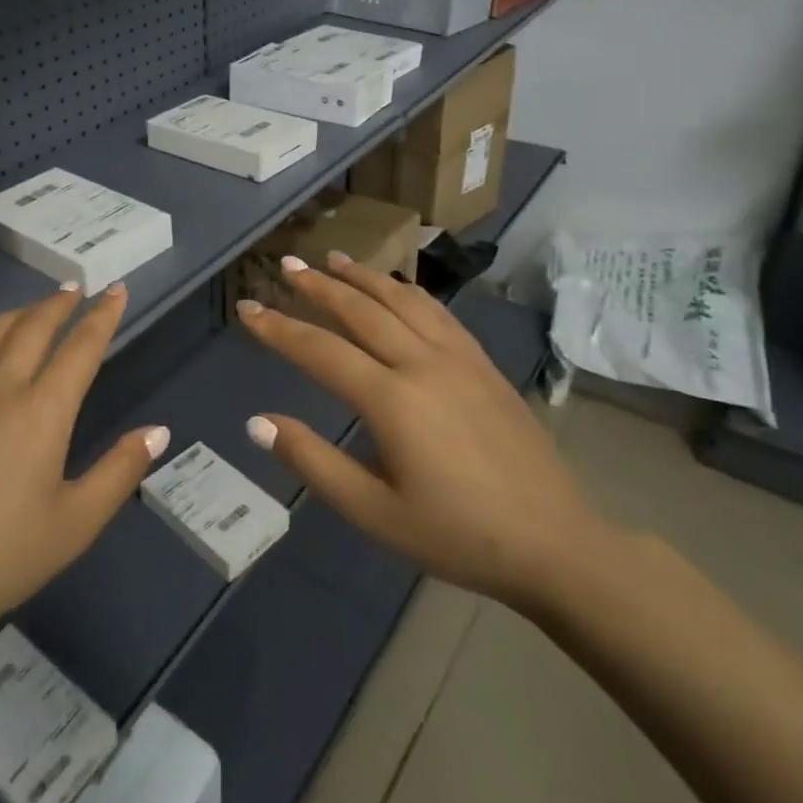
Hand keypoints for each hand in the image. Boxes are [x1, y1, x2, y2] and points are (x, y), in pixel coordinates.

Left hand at [0, 282, 169, 655]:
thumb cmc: (0, 559)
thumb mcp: (75, 524)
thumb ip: (120, 471)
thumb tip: (159, 431)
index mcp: (42, 412)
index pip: (81, 348)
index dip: (102, 316)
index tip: (115, 290)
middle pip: (33, 328)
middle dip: (59, 304)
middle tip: (74, 289)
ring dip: (16, 313)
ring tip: (31, 309)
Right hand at [234, 253, 610, 615]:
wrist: (555, 543)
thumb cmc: (457, 534)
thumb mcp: (374, 513)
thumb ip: (313, 462)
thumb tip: (258, 423)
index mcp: (392, 399)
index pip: (319, 350)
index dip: (278, 327)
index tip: (247, 308)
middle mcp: (422, 363)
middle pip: (360, 309)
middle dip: (318, 285)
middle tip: (286, 265)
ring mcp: (458, 357)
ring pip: (400, 300)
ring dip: (362, 276)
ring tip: (333, 259)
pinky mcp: (483, 363)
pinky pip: (437, 311)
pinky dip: (406, 290)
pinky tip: (396, 287)